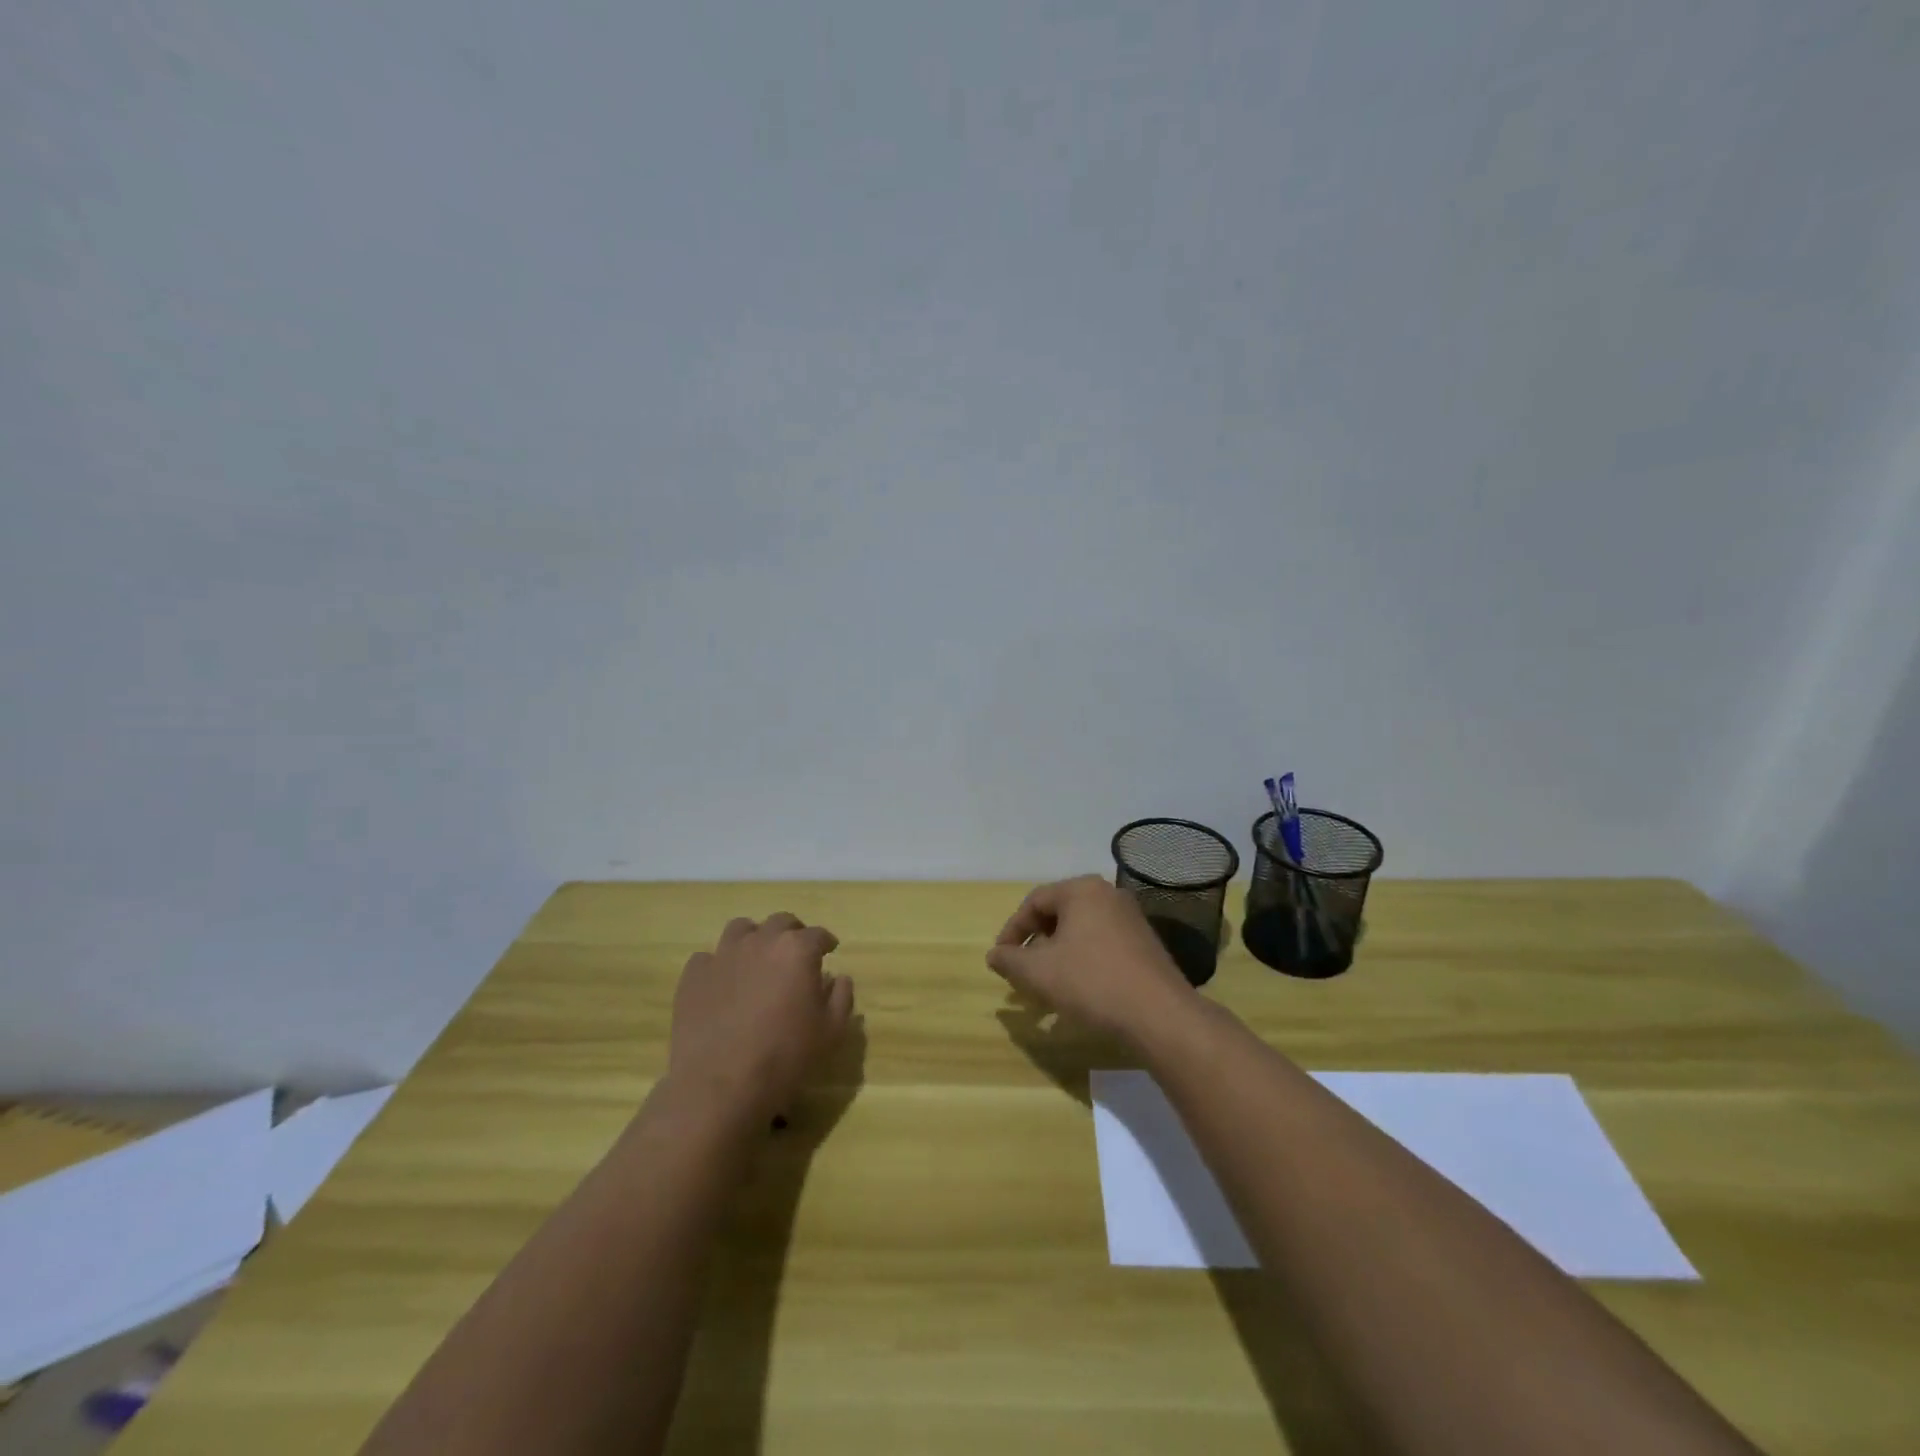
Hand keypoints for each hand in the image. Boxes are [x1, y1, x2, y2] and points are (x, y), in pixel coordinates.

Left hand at [668, 912, 855, 1123]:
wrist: (720, 1084)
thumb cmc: (785, 1056)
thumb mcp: (830, 1032)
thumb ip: (841, 997)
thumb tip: (839, 978)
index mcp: (797, 950)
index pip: (818, 935)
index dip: (826, 942)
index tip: (829, 950)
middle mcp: (761, 941)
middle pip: (781, 922)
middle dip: (792, 933)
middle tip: (795, 953)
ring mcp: (723, 955)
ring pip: (741, 929)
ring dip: (754, 938)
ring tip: (756, 959)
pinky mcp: (694, 975)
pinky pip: (708, 958)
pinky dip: (719, 965)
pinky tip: (723, 984)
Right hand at [986, 876, 1194, 1045]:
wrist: (1159, 1015)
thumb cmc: (1091, 982)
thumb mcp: (1038, 972)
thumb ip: (1010, 959)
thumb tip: (994, 955)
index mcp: (1082, 890)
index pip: (1034, 902)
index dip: (1012, 930)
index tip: (1001, 959)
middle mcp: (1108, 895)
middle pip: (1059, 914)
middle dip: (1036, 944)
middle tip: (1023, 971)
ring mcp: (1131, 919)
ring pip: (1081, 932)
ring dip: (1058, 956)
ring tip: (1047, 986)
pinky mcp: (1145, 944)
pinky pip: (1102, 945)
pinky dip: (1082, 962)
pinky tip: (1078, 992)